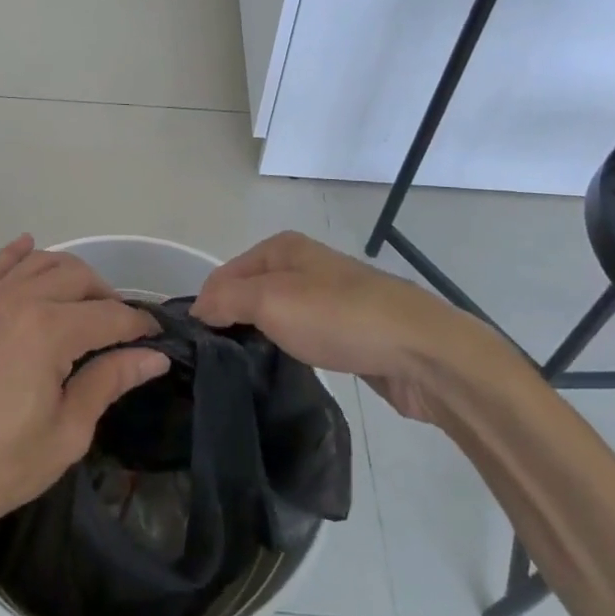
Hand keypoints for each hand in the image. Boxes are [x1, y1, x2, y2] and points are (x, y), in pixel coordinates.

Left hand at [0, 237, 168, 545]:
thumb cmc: (1, 465)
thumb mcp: (67, 432)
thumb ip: (109, 382)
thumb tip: (154, 357)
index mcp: (50, 331)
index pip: (110, 315)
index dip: (139, 326)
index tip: (158, 341)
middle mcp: (22, 301)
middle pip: (80, 278)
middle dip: (109, 298)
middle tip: (123, 332)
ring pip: (44, 262)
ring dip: (74, 275)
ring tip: (89, 304)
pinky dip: (19, 253)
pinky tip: (30, 245)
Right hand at [193, 232, 487, 422]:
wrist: (420, 350)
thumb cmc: (337, 317)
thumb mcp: (270, 300)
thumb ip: (227, 299)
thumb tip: (198, 308)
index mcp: (283, 248)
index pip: (225, 273)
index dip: (207, 304)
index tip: (195, 345)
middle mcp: (304, 265)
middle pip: (250, 291)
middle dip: (231, 319)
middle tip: (214, 360)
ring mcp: (328, 297)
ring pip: (276, 314)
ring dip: (259, 335)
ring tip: (242, 367)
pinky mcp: (346, 330)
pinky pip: (302, 335)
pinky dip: (287, 347)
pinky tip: (283, 367)